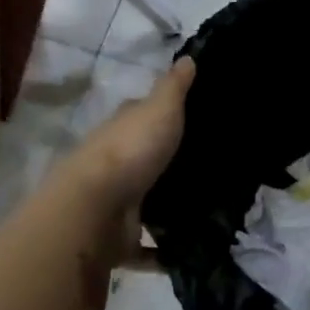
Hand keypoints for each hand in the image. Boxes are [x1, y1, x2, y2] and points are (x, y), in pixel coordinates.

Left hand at [57, 57, 193, 268]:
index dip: (164, 116)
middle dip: (169, 166)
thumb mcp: (160, 109)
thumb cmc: (130, 151)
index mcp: (121, 132)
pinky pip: (146, 248)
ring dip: (167, 209)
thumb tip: (189, 56)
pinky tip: (191, 252)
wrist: (95, 210)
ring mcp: (115, 205)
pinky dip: (163, 254)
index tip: (196, 120)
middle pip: (145, 162)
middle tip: (215, 170)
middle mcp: (115, 166)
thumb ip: (175, 87)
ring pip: (146, 204)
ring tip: (210, 211)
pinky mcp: (119, 240)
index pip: (141, 118)